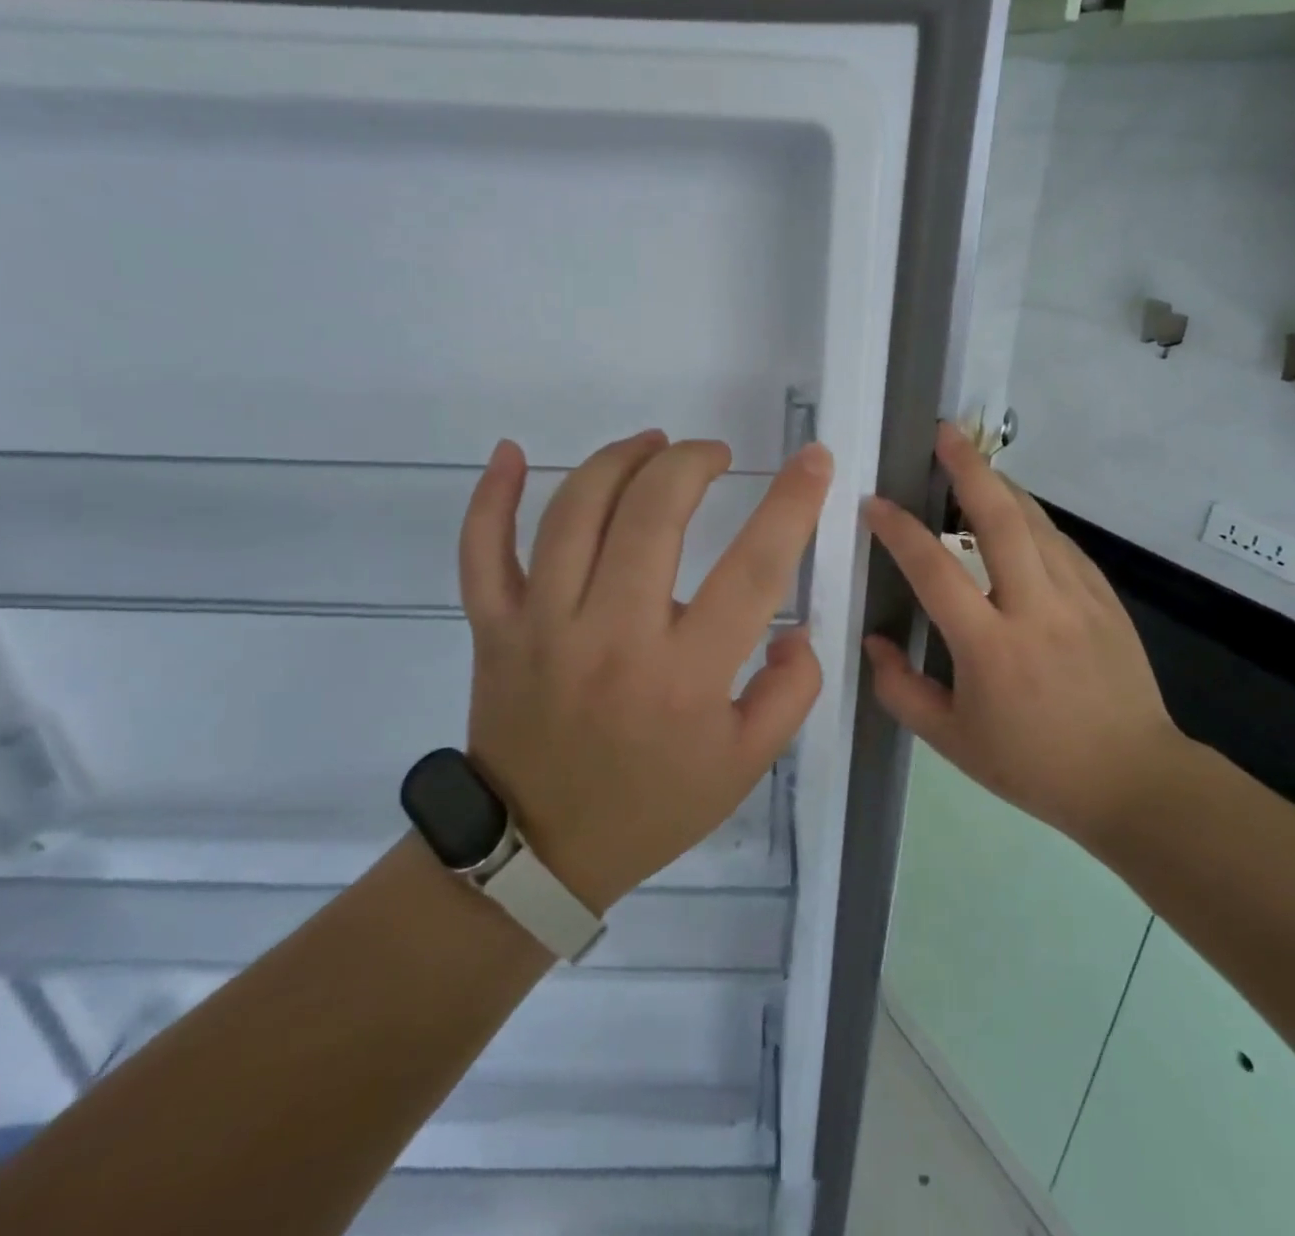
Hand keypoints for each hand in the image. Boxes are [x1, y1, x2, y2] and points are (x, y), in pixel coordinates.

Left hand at [459, 430, 831, 912]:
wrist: (540, 851)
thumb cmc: (652, 805)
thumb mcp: (747, 765)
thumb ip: (792, 692)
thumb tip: (795, 628)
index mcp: (685, 675)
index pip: (753, 569)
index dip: (791, 504)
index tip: (813, 459)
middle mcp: (612, 637)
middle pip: (652, 514)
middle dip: (691, 463)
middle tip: (712, 454)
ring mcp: (542, 627)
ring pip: (574, 513)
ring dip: (618, 460)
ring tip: (651, 445)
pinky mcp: (493, 628)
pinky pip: (481, 550)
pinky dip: (491, 496)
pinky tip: (510, 453)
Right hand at [862, 423, 1184, 842]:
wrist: (1132, 780)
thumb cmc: (1033, 766)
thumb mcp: (950, 741)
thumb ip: (900, 689)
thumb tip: (874, 641)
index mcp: (990, 648)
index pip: (935, 571)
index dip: (900, 531)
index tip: (874, 503)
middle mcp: (1035, 610)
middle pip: (1001, 521)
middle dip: (969, 469)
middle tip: (943, 433)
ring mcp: (1079, 599)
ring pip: (1037, 523)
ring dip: (1001, 486)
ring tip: (972, 464)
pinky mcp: (1105, 600)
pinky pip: (1062, 545)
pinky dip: (1033, 520)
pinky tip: (1017, 515)